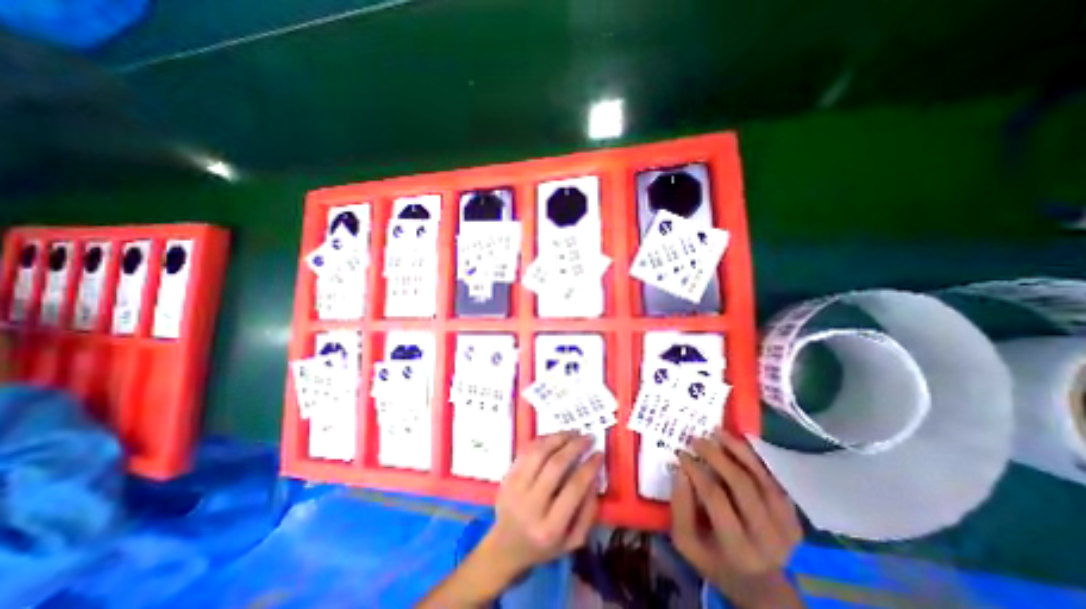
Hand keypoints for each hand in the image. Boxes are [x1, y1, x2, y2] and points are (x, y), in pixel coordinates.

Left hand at [480, 430, 607, 583]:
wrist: (506, 547)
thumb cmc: (544, 545)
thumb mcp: (573, 540)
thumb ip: (588, 511)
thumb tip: (595, 475)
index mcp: (550, 528)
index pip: (574, 489)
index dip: (589, 467)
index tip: (599, 453)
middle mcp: (530, 506)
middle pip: (555, 466)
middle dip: (574, 447)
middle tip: (587, 437)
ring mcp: (515, 489)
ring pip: (538, 453)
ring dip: (558, 438)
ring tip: (572, 432)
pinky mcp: (506, 477)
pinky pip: (526, 451)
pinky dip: (543, 440)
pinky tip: (555, 437)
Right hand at [672, 431, 805, 605]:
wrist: (760, 584)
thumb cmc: (715, 561)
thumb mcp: (686, 542)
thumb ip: (680, 507)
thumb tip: (681, 470)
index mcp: (737, 548)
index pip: (715, 498)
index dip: (696, 470)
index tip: (681, 453)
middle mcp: (767, 537)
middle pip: (742, 484)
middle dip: (716, 456)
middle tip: (697, 439)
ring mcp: (786, 527)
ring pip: (761, 478)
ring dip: (738, 451)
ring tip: (717, 432)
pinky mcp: (794, 517)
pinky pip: (773, 480)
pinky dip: (754, 459)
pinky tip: (737, 444)